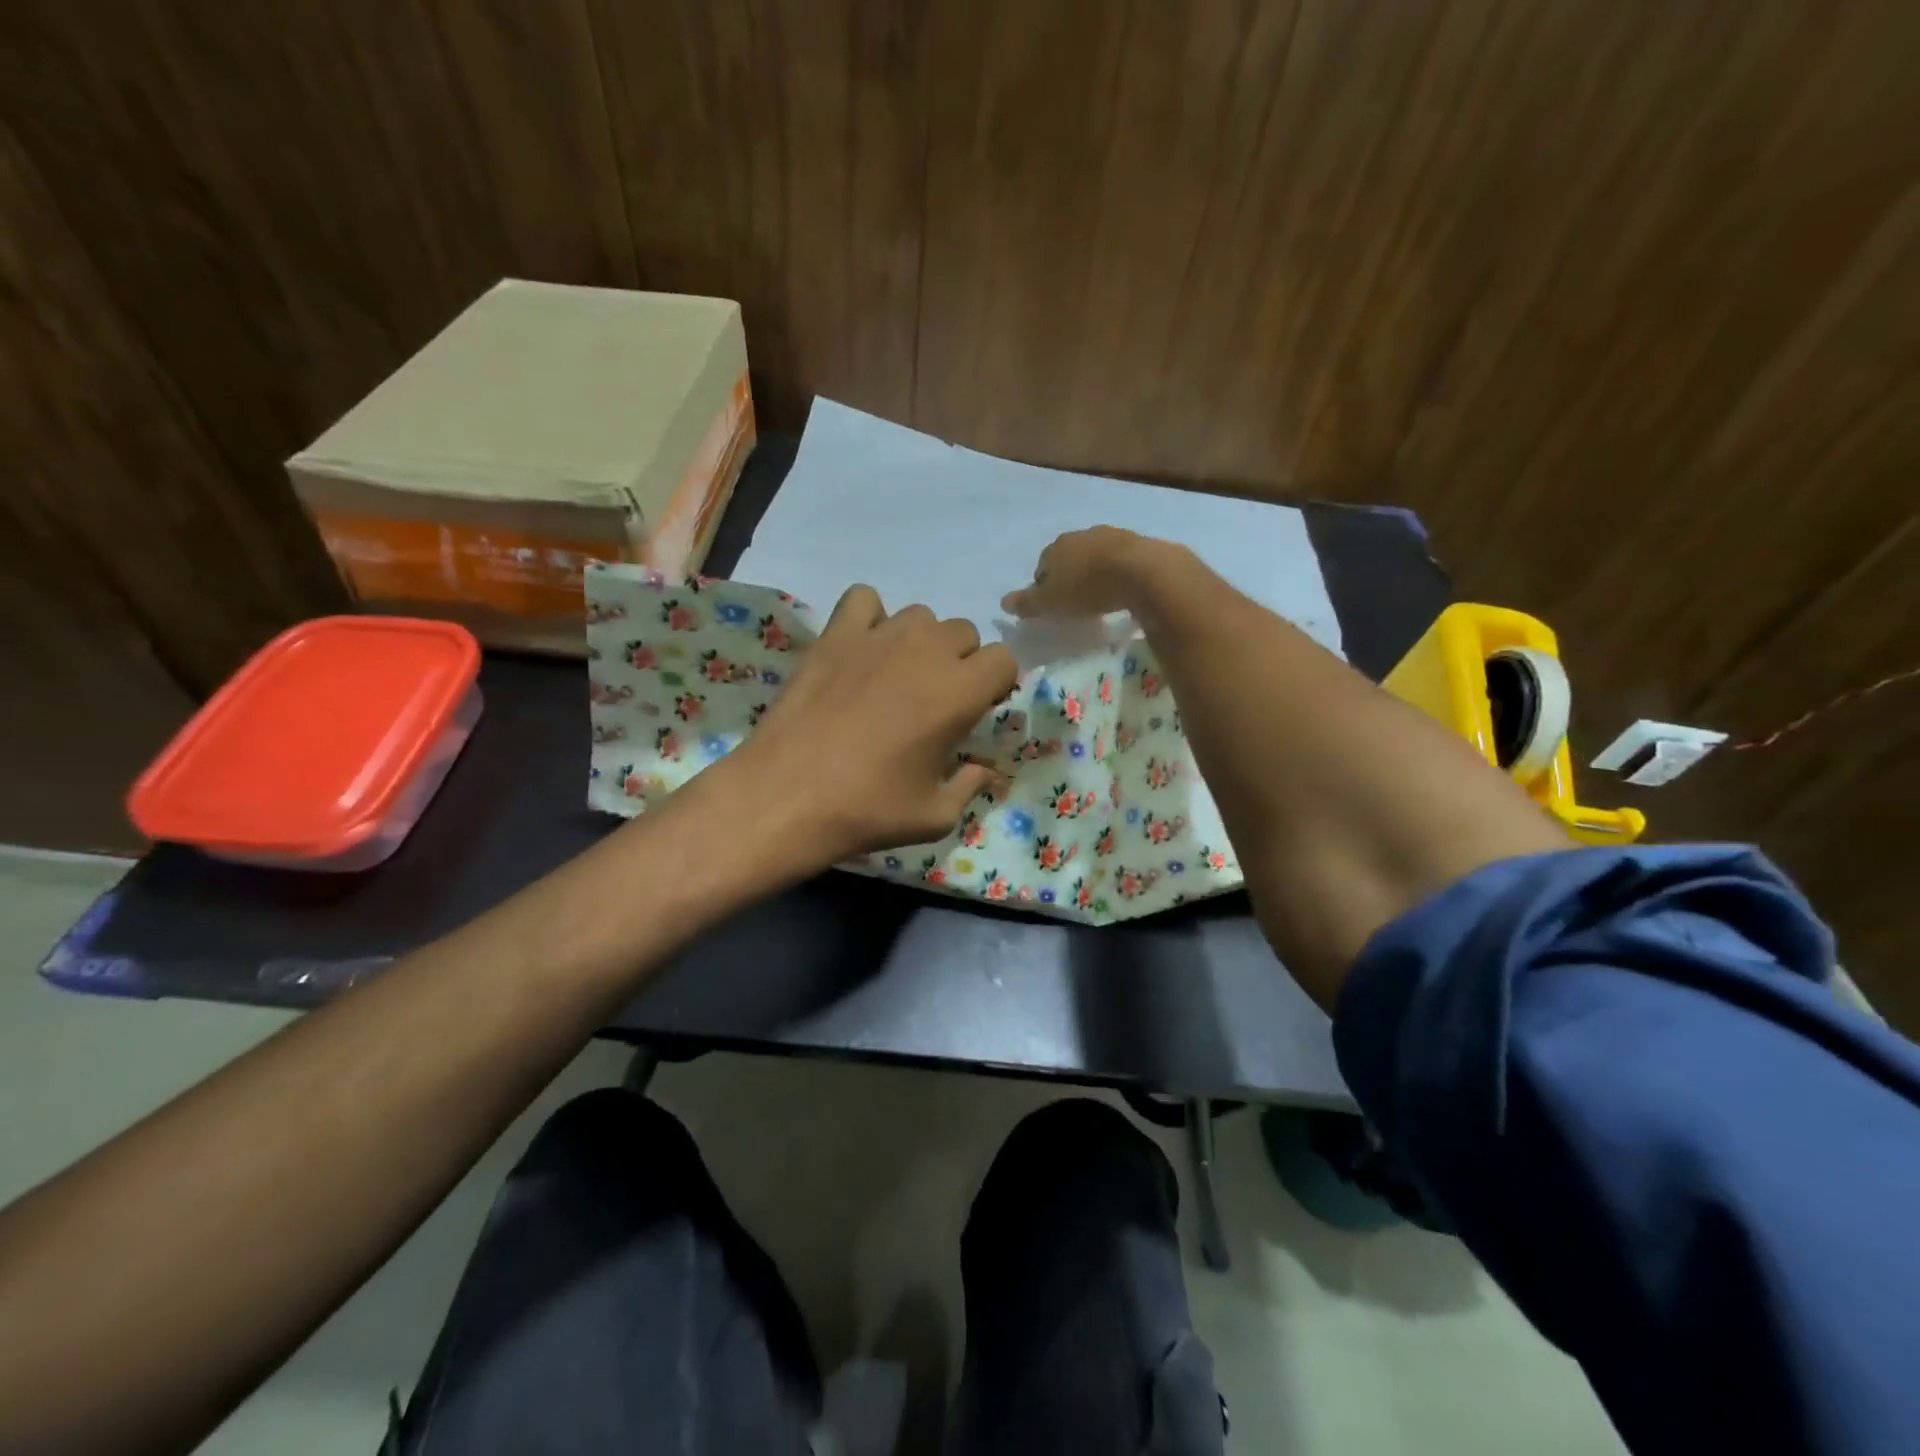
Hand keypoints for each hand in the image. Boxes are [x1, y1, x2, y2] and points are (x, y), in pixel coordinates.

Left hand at [728, 585, 1017, 860]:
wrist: (786, 797)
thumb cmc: (868, 809)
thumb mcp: (936, 816)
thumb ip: (970, 785)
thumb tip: (983, 770)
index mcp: (959, 692)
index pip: (1003, 659)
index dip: (996, 683)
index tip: (977, 709)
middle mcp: (925, 651)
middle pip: (964, 632)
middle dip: (961, 661)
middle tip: (935, 699)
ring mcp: (877, 637)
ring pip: (919, 616)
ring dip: (920, 641)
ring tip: (897, 676)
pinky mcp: (835, 635)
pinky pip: (864, 600)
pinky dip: (870, 618)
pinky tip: (862, 650)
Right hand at [999, 526, 1168, 617]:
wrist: (1141, 571)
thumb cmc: (1086, 588)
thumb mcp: (1050, 603)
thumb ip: (1026, 603)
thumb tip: (1003, 602)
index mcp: (1055, 547)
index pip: (1042, 567)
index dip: (1045, 587)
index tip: (1053, 607)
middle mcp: (1081, 535)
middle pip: (1069, 558)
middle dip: (1070, 576)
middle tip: (1076, 602)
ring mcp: (1111, 535)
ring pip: (1096, 556)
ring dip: (1096, 573)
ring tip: (1102, 597)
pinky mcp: (1139, 543)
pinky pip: (1121, 560)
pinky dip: (1119, 573)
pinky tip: (1124, 590)